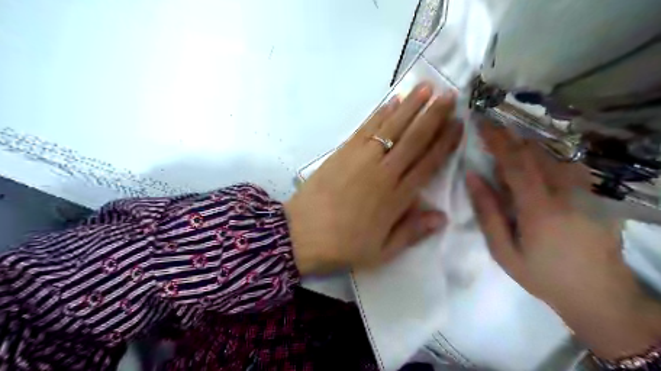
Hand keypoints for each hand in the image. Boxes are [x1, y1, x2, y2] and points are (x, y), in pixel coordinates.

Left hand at [287, 82, 459, 274]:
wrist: (300, 234)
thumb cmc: (343, 246)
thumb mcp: (382, 251)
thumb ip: (412, 233)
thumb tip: (443, 217)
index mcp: (396, 197)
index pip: (428, 164)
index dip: (445, 143)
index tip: (458, 124)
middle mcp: (383, 172)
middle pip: (413, 139)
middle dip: (433, 115)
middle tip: (450, 95)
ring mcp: (361, 158)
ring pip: (392, 127)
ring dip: (410, 106)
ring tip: (426, 88)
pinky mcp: (343, 151)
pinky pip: (367, 127)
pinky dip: (381, 113)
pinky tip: (393, 101)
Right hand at [467, 123, 660, 360]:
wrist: (598, 294)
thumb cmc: (542, 275)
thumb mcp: (504, 251)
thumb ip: (488, 212)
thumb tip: (473, 177)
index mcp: (539, 208)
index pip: (515, 163)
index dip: (497, 140)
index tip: (481, 122)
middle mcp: (567, 193)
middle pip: (537, 152)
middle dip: (511, 134)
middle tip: (491, 124)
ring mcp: (587, 191)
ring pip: (555, 153)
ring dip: (529, 140)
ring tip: (508, 134)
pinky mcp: (597, 194)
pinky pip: (570, 163)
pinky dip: (549, 152)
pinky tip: (536, 153)